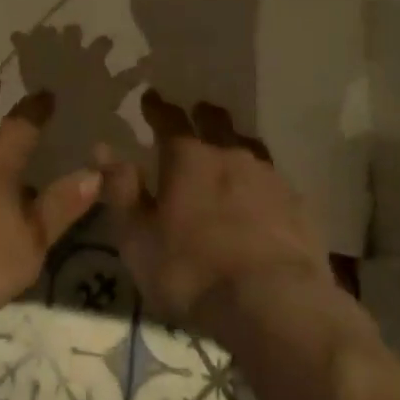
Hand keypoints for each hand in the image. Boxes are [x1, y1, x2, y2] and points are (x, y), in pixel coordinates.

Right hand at [100, 91, 334, 335]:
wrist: (274, 302)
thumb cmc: (192, 272)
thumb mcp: (140, 240)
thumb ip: (122, 192)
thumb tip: (103, 149)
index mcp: (187, 158)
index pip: (168, 120)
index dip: (157, 108)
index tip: (151, 97)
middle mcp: (228, 154)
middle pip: (215, 122)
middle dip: (202, 115)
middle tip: (196, 112)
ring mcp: (267, 176)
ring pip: (248, 145)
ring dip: (235, 143)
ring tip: (230, 149)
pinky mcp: (296, 203)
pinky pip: (275, 180)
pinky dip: (263, 182)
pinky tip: (264, 196)